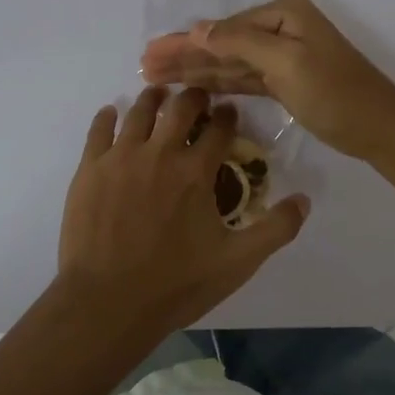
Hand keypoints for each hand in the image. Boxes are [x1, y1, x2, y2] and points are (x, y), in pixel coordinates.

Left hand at [58, 86, 309, 334]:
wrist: (107, 302)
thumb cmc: (175, 284)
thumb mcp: (237, 263)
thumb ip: (275, 229)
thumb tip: (304, 200)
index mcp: (195, 172)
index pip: (219, 129)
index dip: (227, 116)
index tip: (229, 111)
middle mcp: (159, 153)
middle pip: (180, 108)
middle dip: (193, 97)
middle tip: (197, 95)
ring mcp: (120, 157)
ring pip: (139, 112)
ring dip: (153, 98)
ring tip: (158, 93)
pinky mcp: (90, 169)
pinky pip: (99, 130)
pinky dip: (108, 116)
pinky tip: (112, 112)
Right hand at [139, 0, 394, 160]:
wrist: (378, 128)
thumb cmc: (334, 91)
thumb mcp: (286, 62)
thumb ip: (240, 42)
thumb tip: (198, 29)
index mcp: (283, 14)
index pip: (223, 28)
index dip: (184, 42)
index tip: (148, 53)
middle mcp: (280, 29)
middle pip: (221, 43)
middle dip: (183, 55)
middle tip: (143, 66)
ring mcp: (282, 55)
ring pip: (228, 63)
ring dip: (194, 70)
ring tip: (155, 77)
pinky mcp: (283, 81)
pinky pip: (242, 78)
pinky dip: (217, 83)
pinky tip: (192, 87)